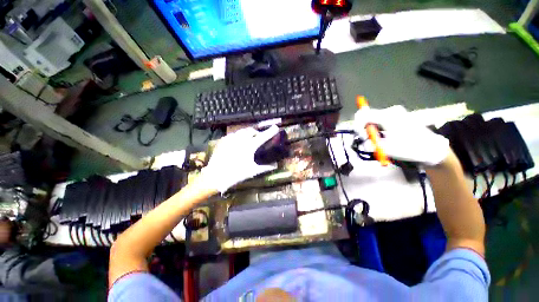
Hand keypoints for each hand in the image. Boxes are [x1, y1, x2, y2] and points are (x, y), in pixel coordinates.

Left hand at [199, 125, 279, 192]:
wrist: (215, 176)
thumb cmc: (236, 174)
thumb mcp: (252, 171)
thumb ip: (265, 167)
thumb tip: (276, 165)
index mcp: (249, 146)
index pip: (263, 136)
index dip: (270, 131)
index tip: (276, 127)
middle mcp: (240, 139)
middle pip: (252, 130)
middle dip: (257, 132)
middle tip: (259, 137)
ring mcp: (231, 138)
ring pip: (242, 131)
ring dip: (248, 133)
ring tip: (249, 139)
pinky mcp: (223, 140)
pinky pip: (233, 134)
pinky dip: (238, 136)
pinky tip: (238, 142)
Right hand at [354, 105, 449, 166]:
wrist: (432, 148)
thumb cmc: (411, 148)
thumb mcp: (388, 149)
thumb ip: (371, 145)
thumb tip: (362, 143)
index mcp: (388, 116)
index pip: (363, 115)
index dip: (357, 126)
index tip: (361, 137)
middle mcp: (390, 111)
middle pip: (366, 116)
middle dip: (362, 128)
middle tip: (366, 139)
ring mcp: (394, 113)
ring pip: (371, 119)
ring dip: (368, 130)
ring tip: (375, 141)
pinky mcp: (396, 117)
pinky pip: (378, 121)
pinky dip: (375, 129)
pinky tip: (381, 137)